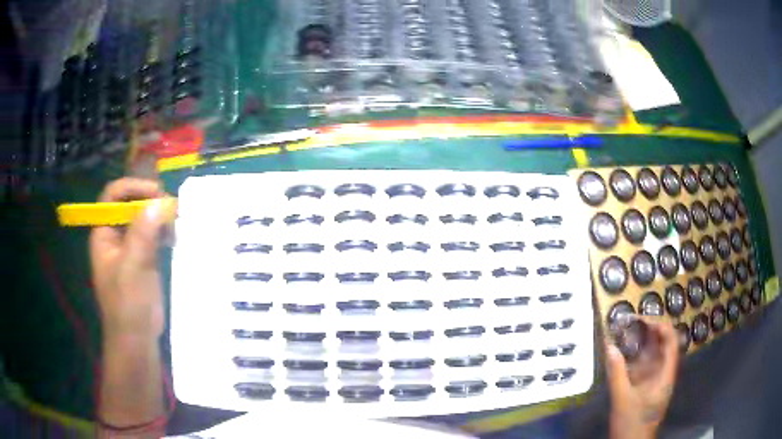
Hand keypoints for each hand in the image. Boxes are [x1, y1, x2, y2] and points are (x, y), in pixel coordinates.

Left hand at [89, 178, 175, 341]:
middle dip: (149, 201)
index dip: (132, 187)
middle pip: (130, 204)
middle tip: (171, 207)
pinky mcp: (144, 259)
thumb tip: (159, 201)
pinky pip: (154, 235)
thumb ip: (142, 234)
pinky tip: (176, 236)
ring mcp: (130, 248)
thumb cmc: (127, 305)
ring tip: (177, 222)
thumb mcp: (132, 268)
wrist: (138, 340)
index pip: (113, 196)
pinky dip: (165, 231)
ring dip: (159, 216)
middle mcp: (115, 236)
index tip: (155, 192)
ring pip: (144, 219)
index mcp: (103, 234)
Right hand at [606, 318, 678, 438]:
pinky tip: (626, 352)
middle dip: (650, 330)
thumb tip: (609, 346)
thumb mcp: (622, 399)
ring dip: (643, 342)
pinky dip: (637, 356)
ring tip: (627, 332)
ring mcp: (657, 380)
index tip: (642, 319)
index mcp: (666, 373)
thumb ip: (617, 373)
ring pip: (654, 354)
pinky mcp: (647, 387)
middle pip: (663, 344)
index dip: (660, 325)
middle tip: (632, 322)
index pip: (670, 340)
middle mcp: (664, 372)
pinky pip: (646, 365)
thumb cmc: (632, 423)